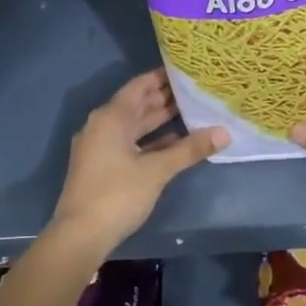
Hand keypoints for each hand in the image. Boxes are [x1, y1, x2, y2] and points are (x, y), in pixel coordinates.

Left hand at [48, 70, 226, 255]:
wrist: (80, 236)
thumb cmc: (118, 194)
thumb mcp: (157, 170)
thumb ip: (190, 149)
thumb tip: (225, 132)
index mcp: (111, 117)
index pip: (139, 86)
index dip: (161, 76)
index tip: (186, 69)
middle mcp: (102, 126)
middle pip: (136, 104)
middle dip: (164, 97)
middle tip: (194, 88)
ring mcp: (100, 147)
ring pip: (134, 125)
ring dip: (158, 119)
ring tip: (190, 110)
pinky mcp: (102, 166)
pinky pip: (130, 142)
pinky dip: (150, 140)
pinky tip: (174, 142)